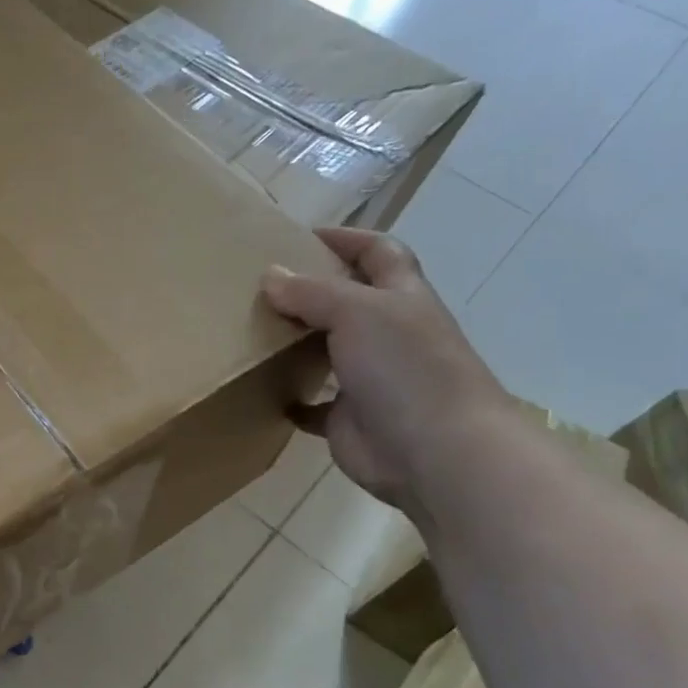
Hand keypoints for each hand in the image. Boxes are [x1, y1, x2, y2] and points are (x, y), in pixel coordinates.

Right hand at [262, 226, 514, 514]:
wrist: (435, 451)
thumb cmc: (405, 368)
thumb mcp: (358, 311)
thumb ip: (312, 292)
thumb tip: (270, 276)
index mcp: (401, 298)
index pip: (378, 253)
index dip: (346, 239)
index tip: (301, 236)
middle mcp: (388, 334)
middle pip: (349, 302)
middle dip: (312, 291)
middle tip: (261, 286)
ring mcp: (370, 378)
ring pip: (328, 351)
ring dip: (297, 343)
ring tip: (251, 331)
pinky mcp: (349, 418)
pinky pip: (315, 405)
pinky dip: (292, 398)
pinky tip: (264, 391)